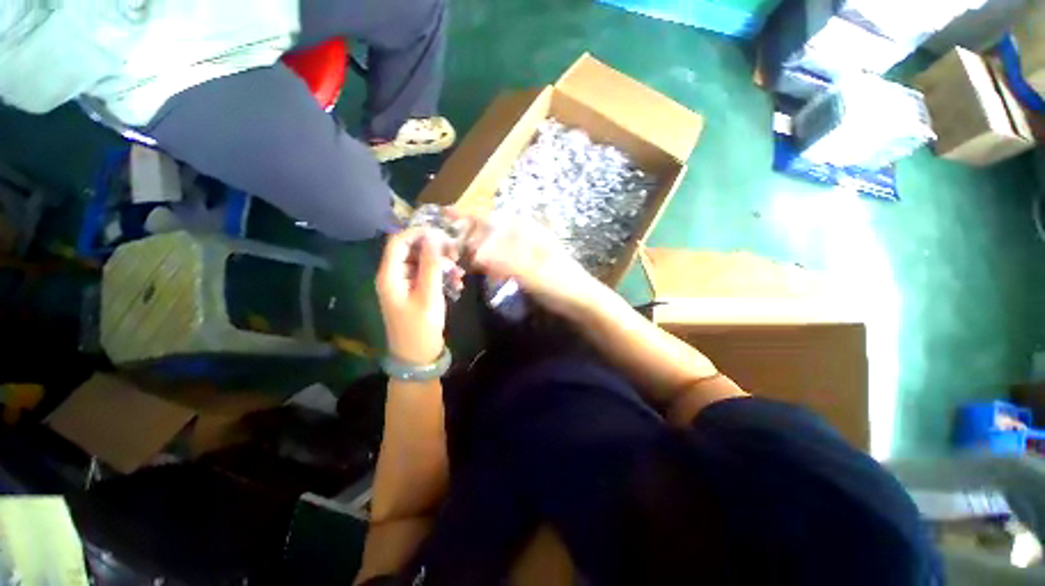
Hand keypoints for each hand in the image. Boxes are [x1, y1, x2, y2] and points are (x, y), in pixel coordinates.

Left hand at [376, 228, 458, 363]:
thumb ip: (431, 264)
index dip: (419, 233)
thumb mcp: (429, 294)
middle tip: (456, 255)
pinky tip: (457, 284)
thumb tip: (433, 237)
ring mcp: (404, 284)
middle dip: (434, 250)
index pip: (398, 241)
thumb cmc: (422, 326)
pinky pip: (426, 276)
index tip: (443, 234)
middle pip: (412, 251)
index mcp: (390, 275)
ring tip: (460, 273)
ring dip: (441, 264)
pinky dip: (441, 276)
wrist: (418, 356)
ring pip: (422, 263)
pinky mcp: (414, 292)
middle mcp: (394, 276)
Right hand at [457, 213, 603, 314]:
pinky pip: (501, 258)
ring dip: (478, 249)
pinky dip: (489, 262)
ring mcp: (524, 249)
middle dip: (468, 234)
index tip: (443, 214)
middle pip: (489, 229)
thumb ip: (505, 262)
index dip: (467, 215)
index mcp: (526, 230)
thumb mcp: (533, 272)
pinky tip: (483, 271)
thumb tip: (474, 253)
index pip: (490, 218)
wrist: (581, 299)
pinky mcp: (524, 263)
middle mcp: (523, 234)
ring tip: (461, 258)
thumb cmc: (559, 282)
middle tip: (448, 245)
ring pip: (494, 244)